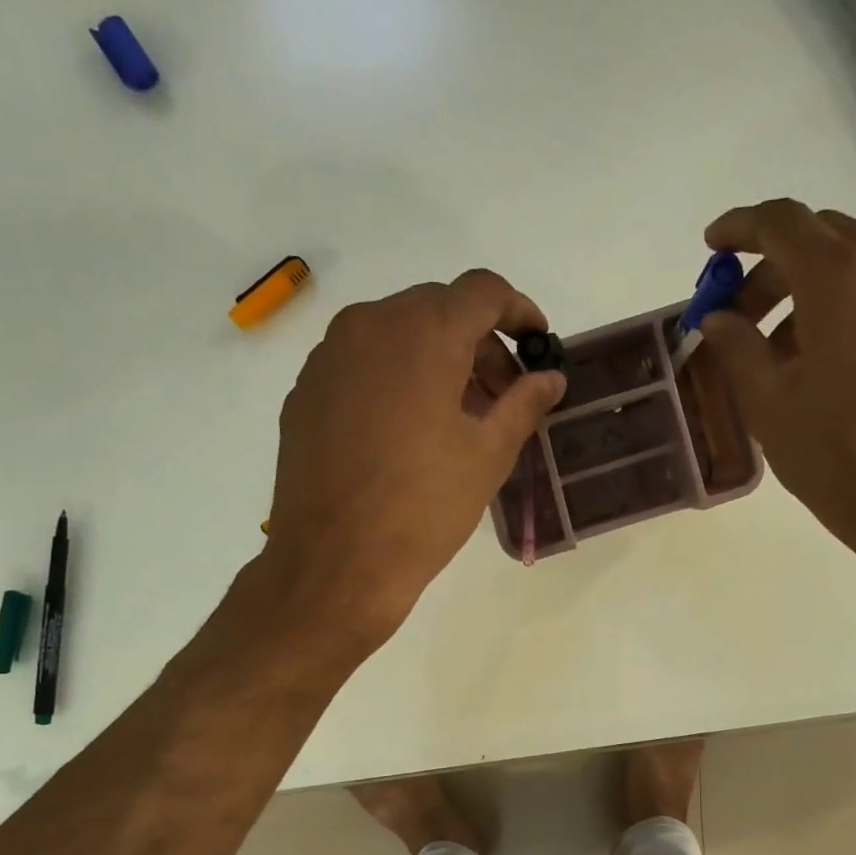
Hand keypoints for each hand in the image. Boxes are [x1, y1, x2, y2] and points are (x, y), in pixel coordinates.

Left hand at [259, 270, 565, 652]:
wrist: (336, 563)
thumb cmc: (424, 508)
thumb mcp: (489, 456)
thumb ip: (524, 403)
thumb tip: (551, 377)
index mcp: (424, 333)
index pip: (482, 291)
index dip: (519, 311)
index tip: (537, 345)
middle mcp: (370, 326)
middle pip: (437, 309)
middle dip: (478, 343)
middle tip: (501, 396)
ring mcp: (328, 357)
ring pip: (395, 334)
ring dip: (435, 360)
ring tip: (455, 418)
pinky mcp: (305, 392)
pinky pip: (360, 364)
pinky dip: (394, 379)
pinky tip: (405, 431)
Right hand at [694, 200, 855, 592]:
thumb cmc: (839, 460)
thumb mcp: (770, 406)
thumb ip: (737, 349)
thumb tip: (718, 319)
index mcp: (842, 277)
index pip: (782, 223)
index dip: (739, 228)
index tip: (712, 247)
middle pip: (821, 239)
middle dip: (771, 271)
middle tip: (738, 321)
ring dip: (809, 292)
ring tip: (780, 354)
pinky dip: (848, 307)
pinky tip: (829, 363)